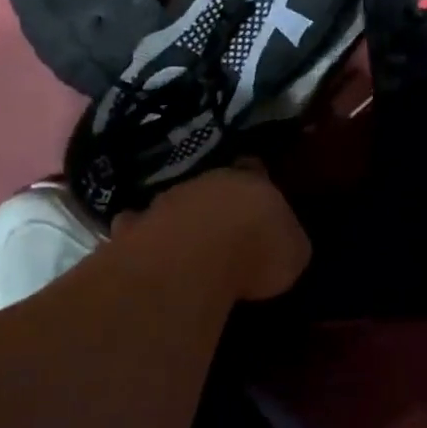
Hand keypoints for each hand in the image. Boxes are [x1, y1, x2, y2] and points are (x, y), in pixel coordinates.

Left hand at [130, 161, 310, 302]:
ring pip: (174, 202)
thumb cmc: (256, 251)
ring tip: (187, 244)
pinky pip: (137, 229)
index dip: (257, 181)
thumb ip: (287, 242)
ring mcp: (166, 201)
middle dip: (216, 201)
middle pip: (212, 184)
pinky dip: (142, 238)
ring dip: (181, 218)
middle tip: (225, 225)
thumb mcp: (294, 253)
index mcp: (252, 180)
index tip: (258, 194)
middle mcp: (207, 181)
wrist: (192, 259)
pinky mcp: (133, 228)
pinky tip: (147, 255)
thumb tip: (283, 244)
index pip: (256, 168)